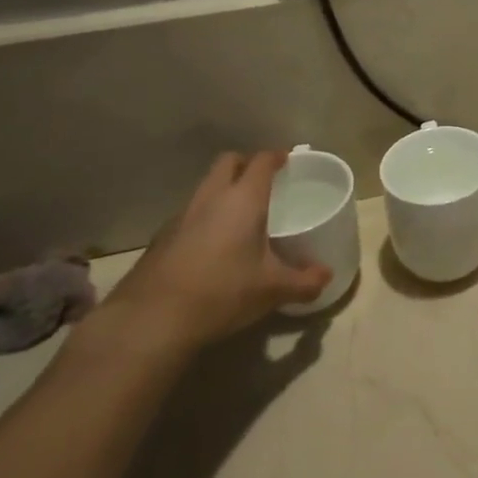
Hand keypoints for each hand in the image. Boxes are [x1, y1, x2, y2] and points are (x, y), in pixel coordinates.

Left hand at [98, 151, 331, 354]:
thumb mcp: (272, 290)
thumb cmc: (222, 292)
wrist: (150, 321)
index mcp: (243, 199)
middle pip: (228, 162)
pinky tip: (210, 246)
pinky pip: (188, 214)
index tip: (288, 161)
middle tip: (262, 183)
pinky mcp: (160, 239)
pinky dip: (202, 218)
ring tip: (237, 216)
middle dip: (245, 165)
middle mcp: (211, 198)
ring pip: (205, 187)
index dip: (276, 156)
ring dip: (221, 191)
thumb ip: (304, 281)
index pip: (261, 160)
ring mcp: (181, 216)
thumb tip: (326, 276)